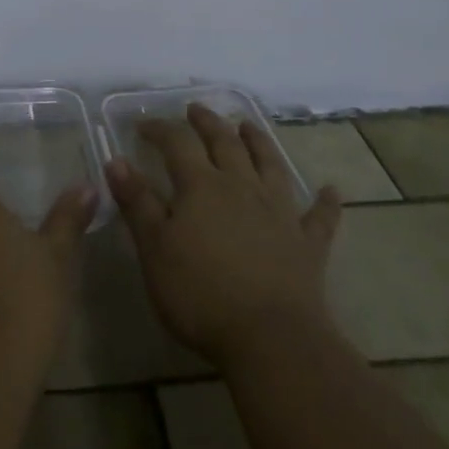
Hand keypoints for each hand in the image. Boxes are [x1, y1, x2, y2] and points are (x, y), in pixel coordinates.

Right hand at [107, 103, 343, 367]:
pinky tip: (331, 190)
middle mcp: (241, 186)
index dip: (159, 129)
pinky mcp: (307, 244)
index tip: (143, 125)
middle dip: (207, 122)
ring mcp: (279, 212)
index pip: (176, 143)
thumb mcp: (154, 250)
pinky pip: (319, 217)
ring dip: (259, 142)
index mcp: (201, 186)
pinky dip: (325, 202)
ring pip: (269, 165)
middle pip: (224, 142)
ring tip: (249, 126)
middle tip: (196, 109)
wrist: (272, 340)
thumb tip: (116, 160)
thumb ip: (137, 203)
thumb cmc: (202, 295)